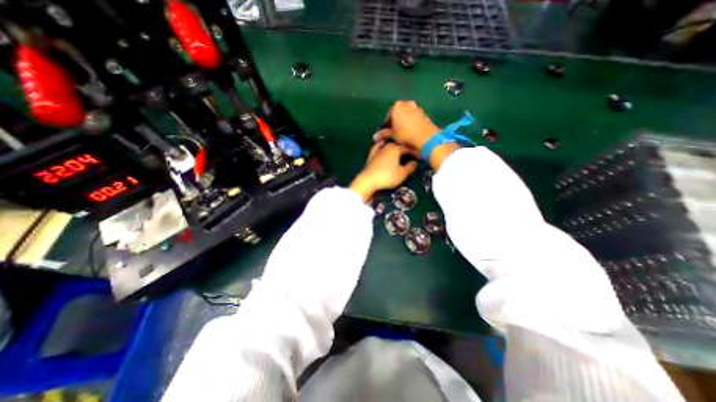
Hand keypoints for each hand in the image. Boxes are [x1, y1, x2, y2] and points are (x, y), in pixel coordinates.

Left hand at [348, 140, 417, 201]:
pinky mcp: (371, 156)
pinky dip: (380, 145)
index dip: (414, 152)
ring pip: (387, 145)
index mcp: (396, 149)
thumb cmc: (387, 177)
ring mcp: (378, 151)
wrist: (368, 180)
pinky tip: (381, 144)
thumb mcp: (402, 174)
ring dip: (394, 146)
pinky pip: (376, 148)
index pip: (407, 148)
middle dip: (404, 148)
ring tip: (398, 148)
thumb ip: (410, 167)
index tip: (419, 155)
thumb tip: (414, 162)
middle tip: (410, 153)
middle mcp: (387, 147)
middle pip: (397, 145)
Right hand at [375, 101, 457, 170]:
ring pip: (406, 116)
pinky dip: (410, 124)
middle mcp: (407, 104)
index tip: (384, 133)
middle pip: (397, 114)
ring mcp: (417, 108)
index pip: (388, 116)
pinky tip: (409, 133)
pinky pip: (413, 119)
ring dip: (403, 123)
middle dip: (394, 123)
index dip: (385, 126)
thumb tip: (374, 137)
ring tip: (401, 134)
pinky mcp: (424, 114)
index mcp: (397, 106)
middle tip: (392, 133)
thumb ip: (384, 134)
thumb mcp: (393, 135)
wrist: (425, 137)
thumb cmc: (405, 134)